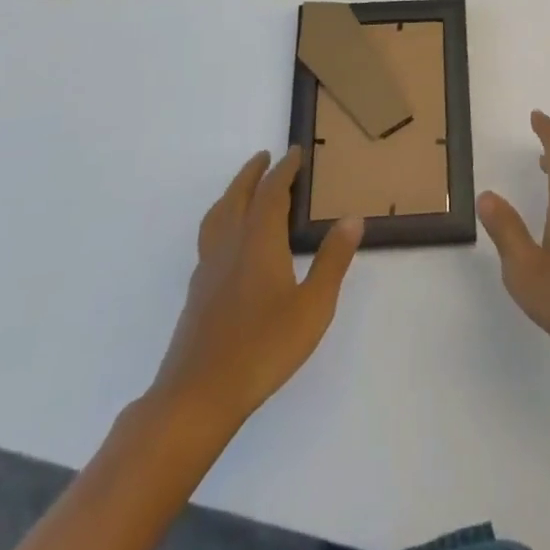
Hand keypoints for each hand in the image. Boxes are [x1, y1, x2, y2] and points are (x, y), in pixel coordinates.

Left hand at [148, 148, 361, 428]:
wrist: (197, 397)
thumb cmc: (262, 348)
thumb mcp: (313, 307)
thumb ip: (332, 261)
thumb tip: (352, 219)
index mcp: (259, 241)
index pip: (271, 192)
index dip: (284, 170)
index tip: (296, 152)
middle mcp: (230, 245)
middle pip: (238, 196)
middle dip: (252, 173)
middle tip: (265, 157)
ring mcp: (208, 269)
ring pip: (218, 216)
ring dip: (233, 193)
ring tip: (243, 189)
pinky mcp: (197, 292)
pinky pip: (210, 237)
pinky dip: (222, 220)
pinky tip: (229, 241)